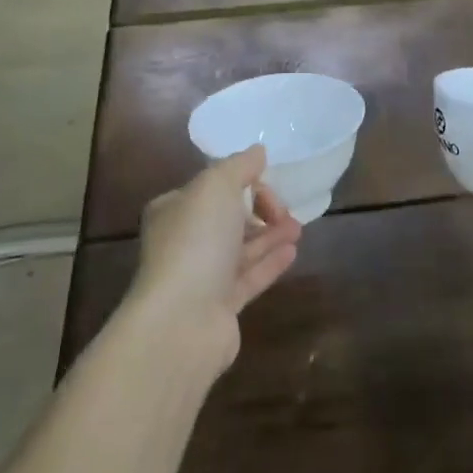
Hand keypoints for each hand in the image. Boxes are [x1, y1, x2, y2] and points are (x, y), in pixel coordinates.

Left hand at [128, 145, 302, 375]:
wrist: (181, 322)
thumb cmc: (195, 241)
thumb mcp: (217, 186)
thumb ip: (239, 165)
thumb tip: (258, 151)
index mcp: (174, 209)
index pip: (212, 187)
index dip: (243, 181)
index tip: (267, 183)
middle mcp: (183, 242)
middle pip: (228, 218)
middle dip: (259, 210)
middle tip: (287, 209)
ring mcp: (201, 277)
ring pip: (241, 249)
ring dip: (270, 235)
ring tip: (298, 228)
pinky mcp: (220, 308)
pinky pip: (249, 277)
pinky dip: (270, 262)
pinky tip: (293, 251)